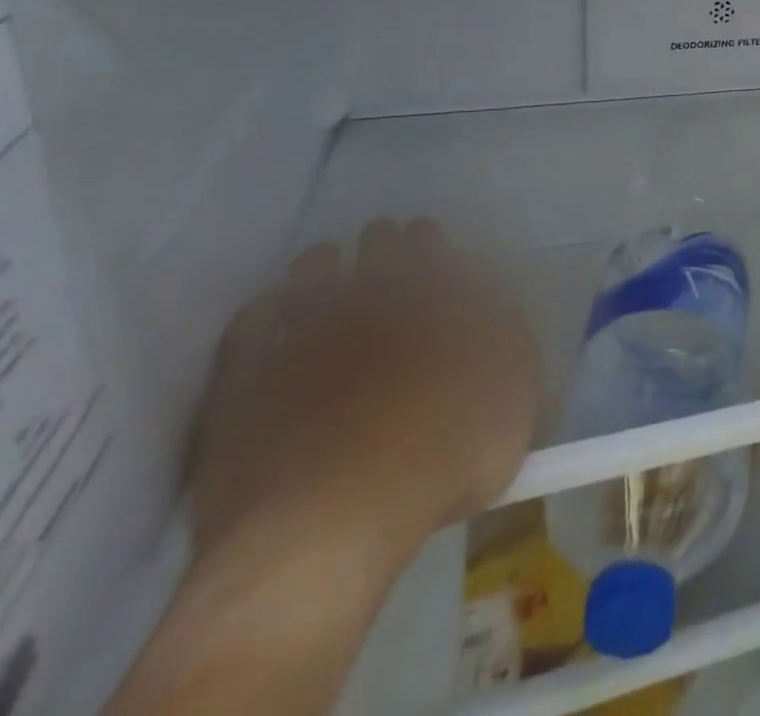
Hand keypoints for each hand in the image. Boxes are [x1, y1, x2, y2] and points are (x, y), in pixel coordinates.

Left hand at [193, 218, 539, 576]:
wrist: (329, 524)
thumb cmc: (443, 457)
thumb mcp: (514, 399)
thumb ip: (511, 346)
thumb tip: (497, 311)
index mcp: (436, 301)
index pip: (435, 251)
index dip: (432, 241)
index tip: (428, 235)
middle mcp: (372, 302)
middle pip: (377, 253)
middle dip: (383, 242)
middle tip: (383, 239)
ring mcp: (304, 336)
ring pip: (312, 274)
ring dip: (323, 263)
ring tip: (326, 263)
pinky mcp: (245, 381)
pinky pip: (250, 326)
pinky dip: (264, 311)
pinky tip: (271, 311)